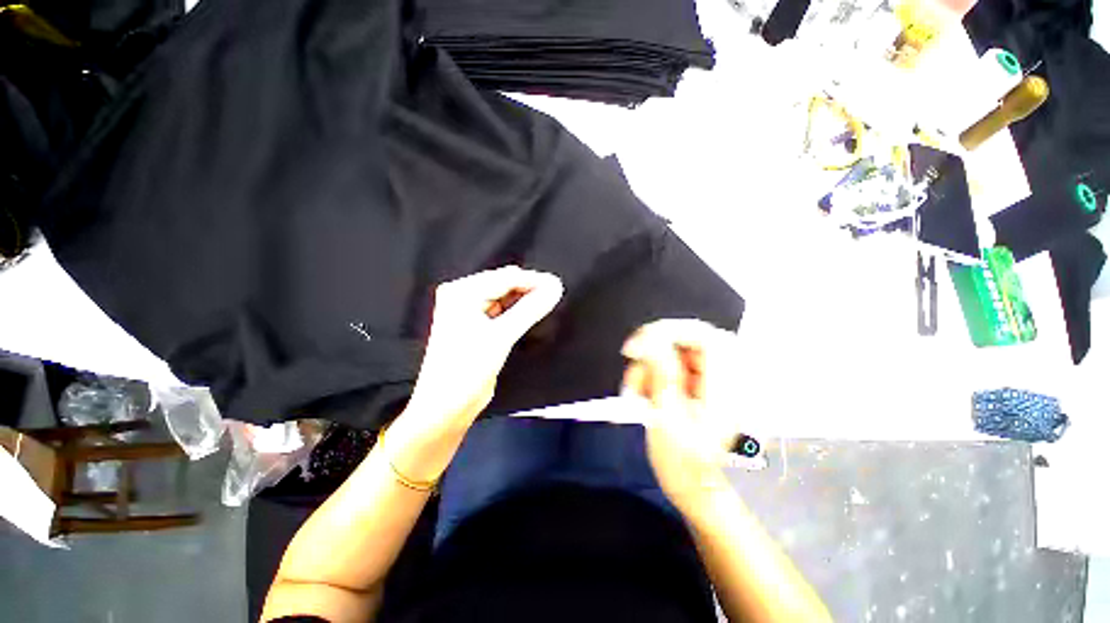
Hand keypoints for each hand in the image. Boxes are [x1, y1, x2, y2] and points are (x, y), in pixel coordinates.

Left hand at [404, 266, 563, 433]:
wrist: (447, 406)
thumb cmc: (467, 369)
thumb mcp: (501, 336)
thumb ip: (530, 309)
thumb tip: (555, 288)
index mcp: (462, 292)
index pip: (505, 277)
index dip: (533, 280)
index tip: (557, 285)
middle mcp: (463, 296)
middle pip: (504, 284)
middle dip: (530, 288)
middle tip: (555, 293)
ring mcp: (469, 310)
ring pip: (504, 297)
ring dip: (525, 299)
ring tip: (548, 301)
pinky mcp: (476, 325)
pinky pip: (502, 310)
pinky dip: (517, 311)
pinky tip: (532, 312)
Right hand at [621, 319, 741, 509]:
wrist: (692, 484)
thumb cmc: (681, 460)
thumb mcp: (666, 417)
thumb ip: (662, 373)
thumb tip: (651, 336)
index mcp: (726, 388)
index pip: (704, 336)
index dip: (669, 331)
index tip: (637, 345)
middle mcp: (725, 378)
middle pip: (688, 339)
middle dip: (654, 350)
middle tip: (631, 364)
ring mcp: (713, 379)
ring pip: (677, 350)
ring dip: (651, 364)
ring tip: (636, 388)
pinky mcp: (701, 382)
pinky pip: (674, 362)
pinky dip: (655, 371)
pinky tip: (645, 390)